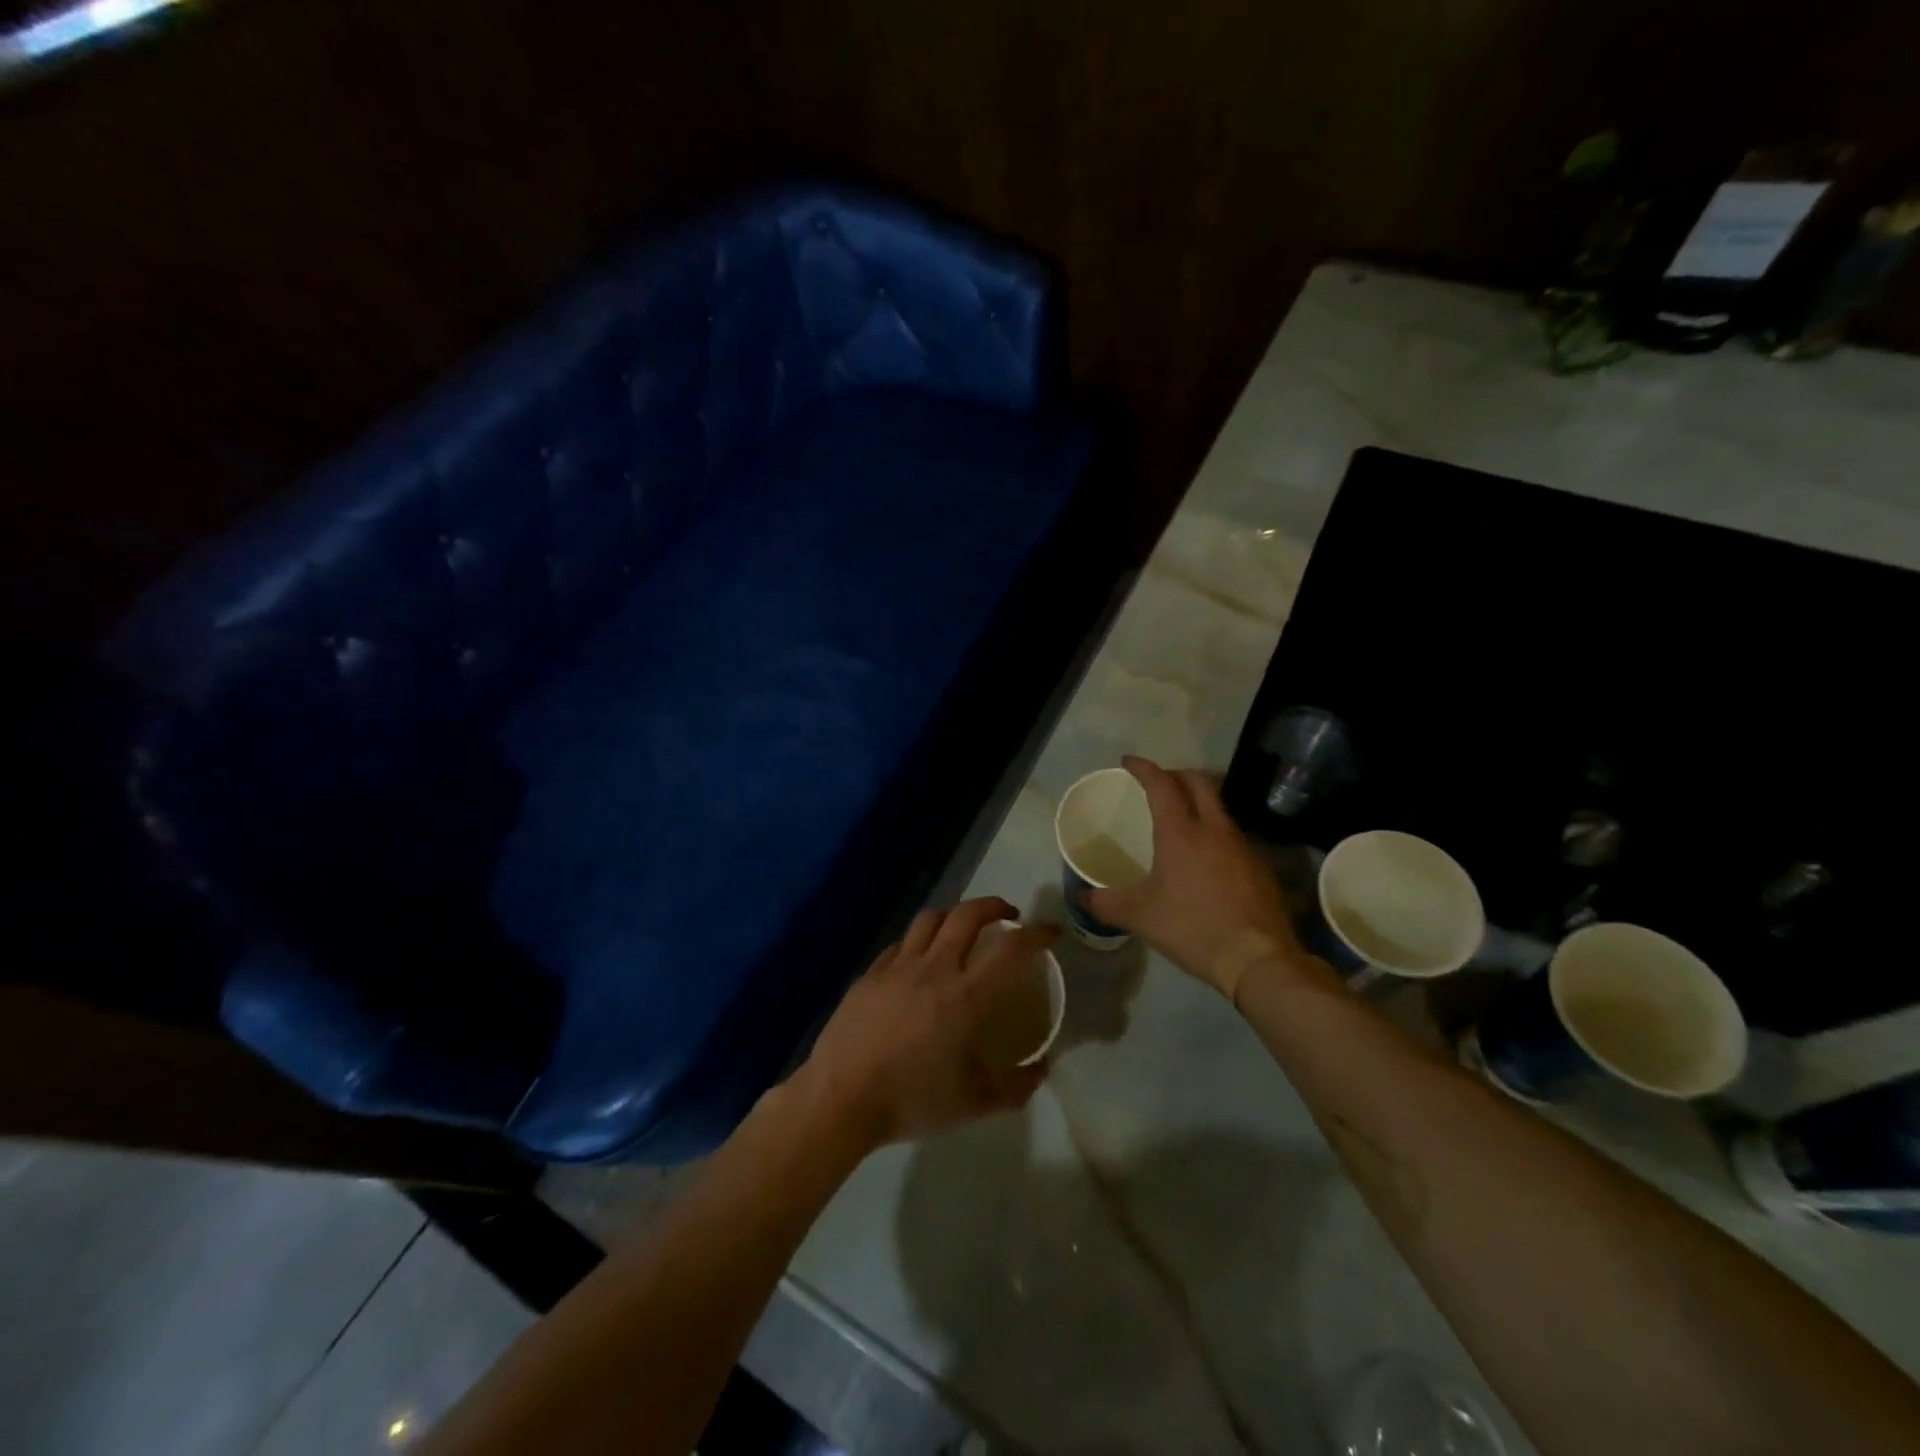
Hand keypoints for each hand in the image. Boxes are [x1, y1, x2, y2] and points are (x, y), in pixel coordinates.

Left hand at [795, 897, 1054, 1150]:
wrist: (841, 1097)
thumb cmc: (912, 1100)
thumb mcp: (974, 1104)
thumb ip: (1015, 1086)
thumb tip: (1042, 1069)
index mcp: (966, 996)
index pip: (1011, 949)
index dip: (1037, 933)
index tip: (1051, 930)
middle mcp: (935, 968)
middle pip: (968, 915)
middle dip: (995, 906)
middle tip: (1009, 916)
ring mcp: (899, 966)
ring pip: (931, 918)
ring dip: (955, 913)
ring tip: (964, 926)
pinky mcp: (871, 972)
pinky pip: (902, 943)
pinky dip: (921, 940)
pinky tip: (920, 958)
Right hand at [1085, 756, 1306, 996]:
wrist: (1257, 959)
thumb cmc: (1192, 927)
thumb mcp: (1139, 916)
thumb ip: (1106, 903)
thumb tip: (1081, 896)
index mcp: (1181, 832)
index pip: (1161, 784)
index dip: (1144, 768)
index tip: (1128, 761)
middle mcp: (1214, 829)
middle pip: (1199, 782)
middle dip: (1177, 774)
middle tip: (1159, 782)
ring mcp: (1242, 845)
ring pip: (1219, 807)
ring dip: (1199, 801)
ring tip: (1182, 817)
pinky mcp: (1259, 866)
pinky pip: (1232, 834)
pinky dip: (1215, 830)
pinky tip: (1207, 856)